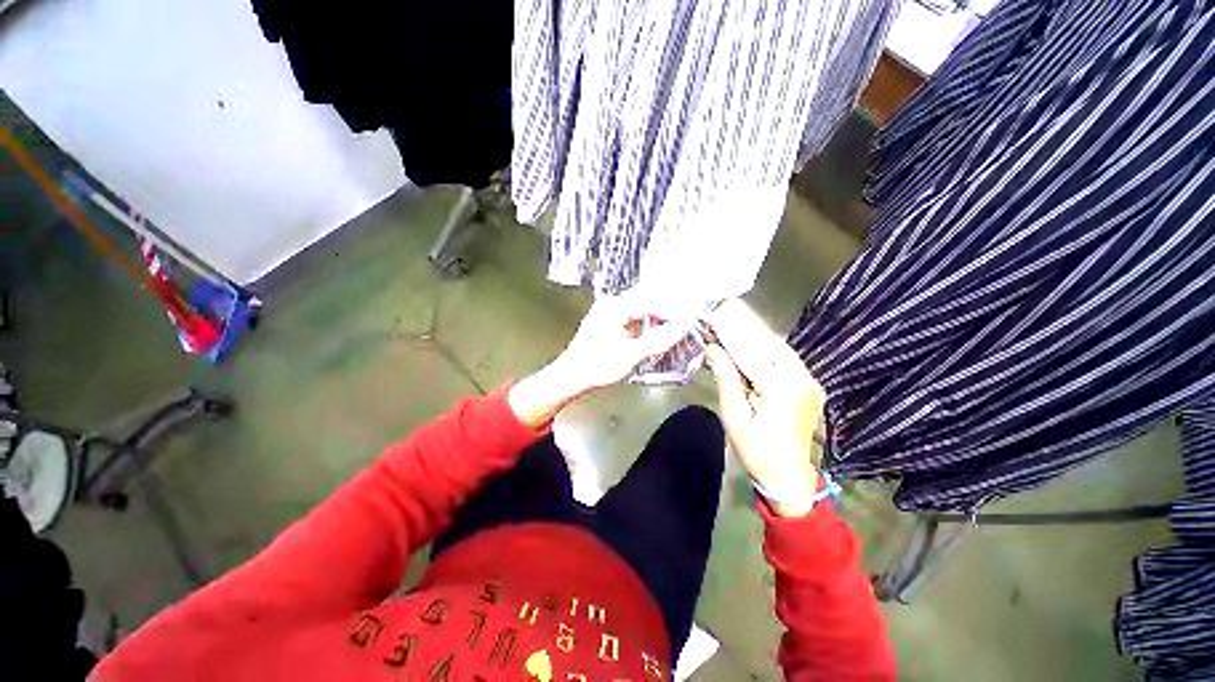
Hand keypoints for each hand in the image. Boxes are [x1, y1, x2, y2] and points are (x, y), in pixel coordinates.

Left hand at [508, 292, 688, 427]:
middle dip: (666, 313)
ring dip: (656, 320)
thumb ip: (659, 340)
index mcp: (615, 307)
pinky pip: (633, 318)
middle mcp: (612, 304)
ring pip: (641, 309)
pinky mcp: (608, 322)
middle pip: (647, 301)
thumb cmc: (597, 366)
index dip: (672, 311)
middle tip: (683, 324)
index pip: (651, 301)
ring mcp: (609, 312)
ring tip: (670, 333)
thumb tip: (683, 327)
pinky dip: (645, 326)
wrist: (571, 377)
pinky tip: (652, 337)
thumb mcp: (631, 355)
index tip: (687, 322)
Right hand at [702, 300, 825, 516]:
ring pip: (778, 347)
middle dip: (742, 329)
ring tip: (731, 327)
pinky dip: (765, 349)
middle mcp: (801, 378)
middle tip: (721, 315)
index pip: (749, 352)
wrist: (789, 476)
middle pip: (767, 343)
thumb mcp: (734, 416)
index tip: (713, 316)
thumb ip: (725, 378)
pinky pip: (785, 358)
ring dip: (754, 337)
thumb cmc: (756, 450)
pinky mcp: (810, 384)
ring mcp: (810, 380)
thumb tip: (712, 348)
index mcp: (781, 388)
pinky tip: (749, 345)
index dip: (729, 333)